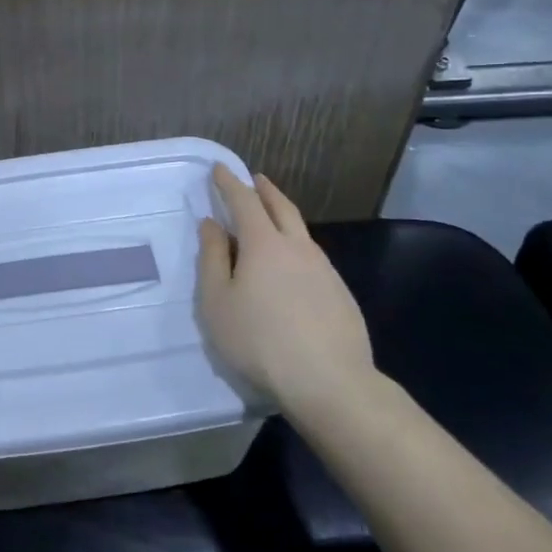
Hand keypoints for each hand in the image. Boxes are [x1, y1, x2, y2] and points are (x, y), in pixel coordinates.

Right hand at [198, 164, 377, 423]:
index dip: (229, 183)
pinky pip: (313, 256)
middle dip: (264, 190)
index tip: (219, 169)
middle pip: (281, 207)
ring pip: (301, 231)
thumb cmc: (259, 340)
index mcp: (264, 243)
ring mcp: (324, 269)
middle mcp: (298, 247)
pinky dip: (296, 245)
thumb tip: (211, 224)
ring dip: (283, 215)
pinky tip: (292, 264)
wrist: (329, 381)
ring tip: (270, 218)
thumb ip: (212, 258)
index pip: (244, 201)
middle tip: (253, 179)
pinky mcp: (340, 293)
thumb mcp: (218, 301)